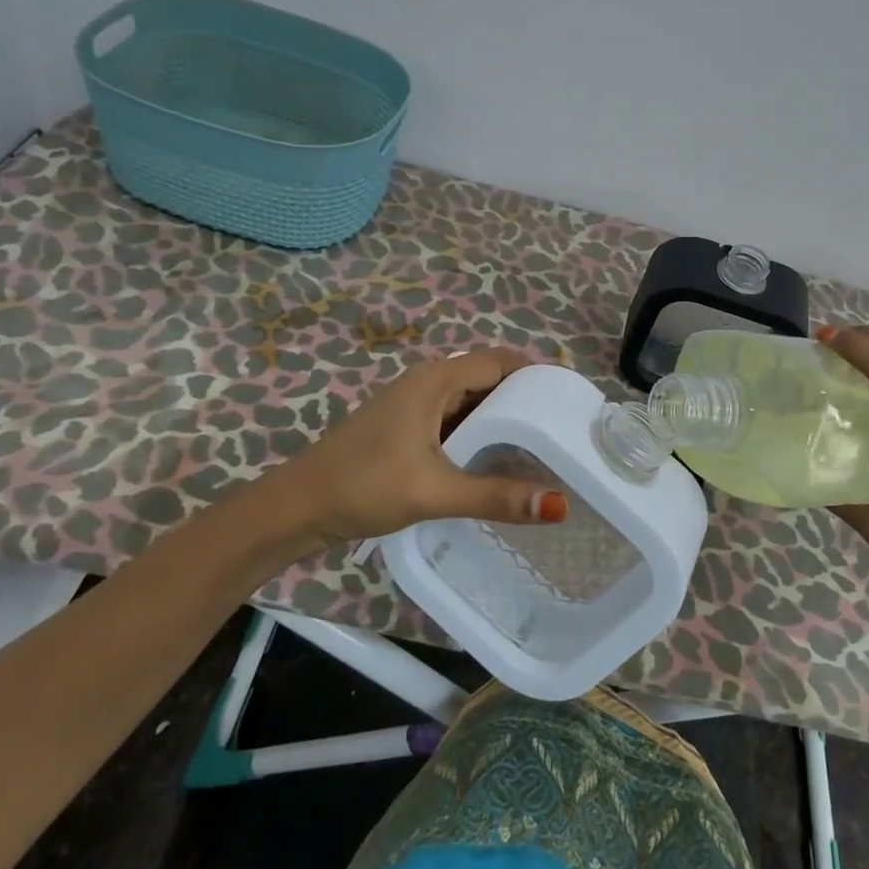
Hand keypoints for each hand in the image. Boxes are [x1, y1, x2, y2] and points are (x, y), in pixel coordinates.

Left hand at [277, 348, 569, 549]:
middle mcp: (427, 384)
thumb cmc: (364, 485)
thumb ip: (497, 496)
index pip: (499, 360)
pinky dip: (480, 434)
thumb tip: (560, 506)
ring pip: (470, 402)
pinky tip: (497, 461)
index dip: (536, 372)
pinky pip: (454, 421)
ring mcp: (413, 407)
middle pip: (487, 378)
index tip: (570, 396)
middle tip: (564, 425)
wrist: (297, 507)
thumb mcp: (435, 491)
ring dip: (502, 418)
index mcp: (435, 380)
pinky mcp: (406, 430)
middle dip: (525, 397)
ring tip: (542, 444)